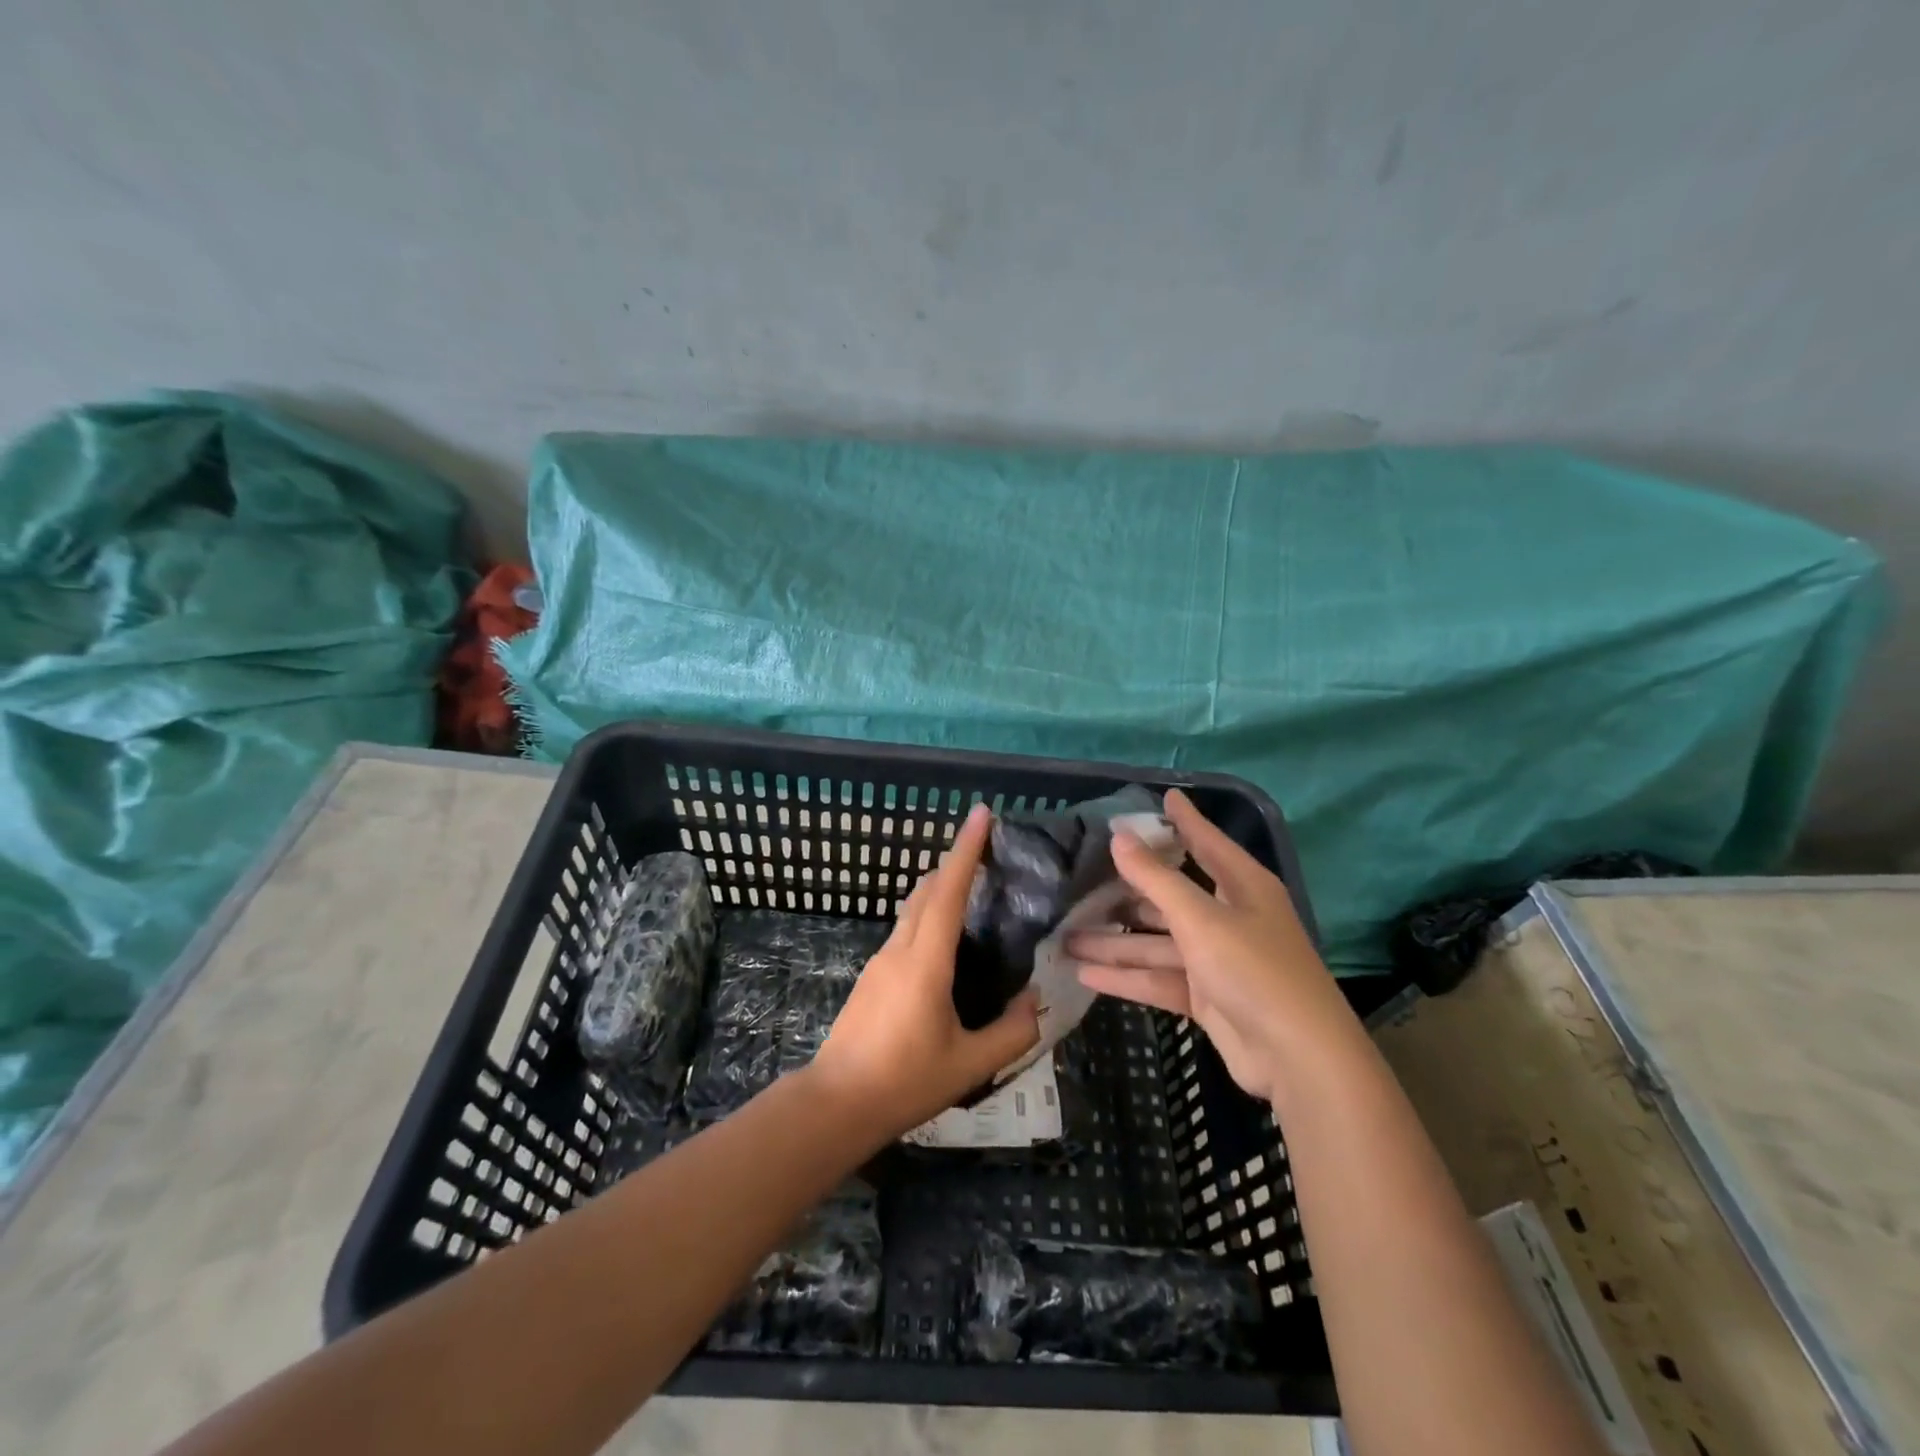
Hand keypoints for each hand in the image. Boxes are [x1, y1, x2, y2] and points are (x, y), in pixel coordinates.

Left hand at [809, 803, 1039, 1139]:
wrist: (837, 1102)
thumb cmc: (906, 1081)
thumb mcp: (970, 1064)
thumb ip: (1012, 1032)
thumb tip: (1035, 1001)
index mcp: (926, 961)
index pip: (948, 890)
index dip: (966, 850)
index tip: (980, 814)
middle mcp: (901, 949)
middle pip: (927, 889)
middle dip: (955, 862)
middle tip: (987, 850)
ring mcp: (881, 960)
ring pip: (912, 908)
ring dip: (939, 887)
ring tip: (972, 889)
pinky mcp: (873, 975)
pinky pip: (905, 929)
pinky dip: (928, 913)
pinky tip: (945, 939)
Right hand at [1066, 788, 1352, 1104]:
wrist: (1298, 1058)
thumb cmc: (1255, 970)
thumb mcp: (1201, 918)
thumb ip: (1156, 878)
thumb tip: (1119, 835)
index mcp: (1242, 886)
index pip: (1206, 842)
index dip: (1184, 820)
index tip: (1163, 796)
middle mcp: (1229, 917)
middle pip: (1171, 896)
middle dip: (1127, 891)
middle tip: (1081, 877)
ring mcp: (1217, 959)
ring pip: (1157, 942)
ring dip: (1116, 941)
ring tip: (1066, 935)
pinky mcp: (1205, 996)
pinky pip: (1158, 978)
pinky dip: (1126, 976)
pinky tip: (1085, 973)